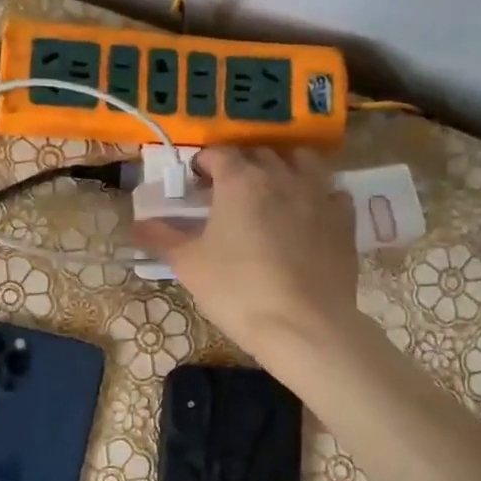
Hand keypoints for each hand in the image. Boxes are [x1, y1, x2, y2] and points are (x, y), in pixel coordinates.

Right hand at [133, 147, 359, 363]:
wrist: (304, 326)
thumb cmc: (237, 290)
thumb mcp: (189, 265)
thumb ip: (162, 238)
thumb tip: (136, 224)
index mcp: (241, 180)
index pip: (219, 153)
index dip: (203, 162)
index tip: (193, 180)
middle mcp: (282, 176)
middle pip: (259, 154)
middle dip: (240, 164)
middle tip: (226, 190)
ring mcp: (319, 194)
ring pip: (301, 162)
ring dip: (283, 167)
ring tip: (271, 190)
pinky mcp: (344, 218)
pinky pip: (331, 191)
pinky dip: (317, 193)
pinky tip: (307, 213)